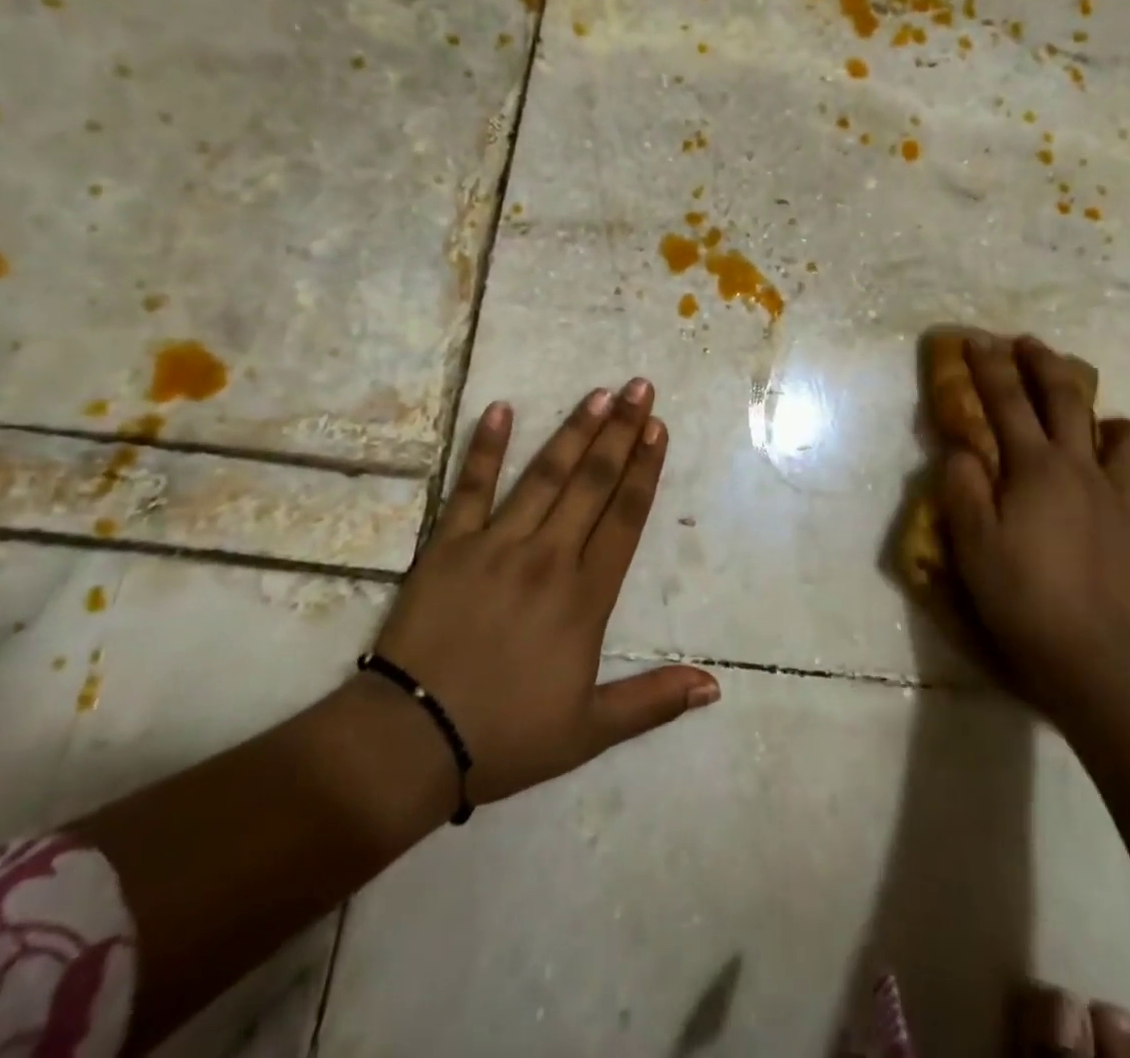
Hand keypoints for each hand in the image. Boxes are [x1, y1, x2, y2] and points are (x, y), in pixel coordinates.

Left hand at [370, 381, 719, 809]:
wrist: (413, 740)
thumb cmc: (508, 735)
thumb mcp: (590, 730)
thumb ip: (654, 701)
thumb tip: (715, 687)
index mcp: (585, 596)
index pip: (625, 518)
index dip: (645, 470)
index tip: (658, 428)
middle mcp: (549, 557)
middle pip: (592, 483)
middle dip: (621, 432)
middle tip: (640, 388)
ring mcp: (497, 545)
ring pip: (544, 476)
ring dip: (573, 431)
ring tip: (598, 394)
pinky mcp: (449, 545)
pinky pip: (469, 487)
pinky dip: (484, 447)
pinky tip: (499, 409)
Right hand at [939, 336, 1129, 711]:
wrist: (1090, 657)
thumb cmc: (1019, 594)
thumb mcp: (970, 540)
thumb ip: (962, 486)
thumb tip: (961, 450)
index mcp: (1036, 468)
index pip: (1007, 402)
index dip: (990, 367)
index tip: (977, 339)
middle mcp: (1084, 471)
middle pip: (1070, 401)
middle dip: (1047, 366)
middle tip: (1030, 345)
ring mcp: (1124, 503)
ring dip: (1117, 426)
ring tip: (1099, 431)